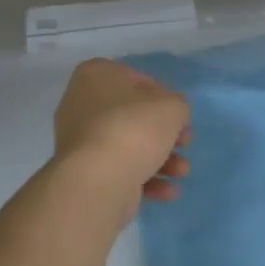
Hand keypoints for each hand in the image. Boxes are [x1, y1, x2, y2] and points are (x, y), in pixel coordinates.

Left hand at [53, 59, 190, 206]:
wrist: (99, 179)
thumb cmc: (134, 129)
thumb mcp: (172, 107)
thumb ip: (177, 105)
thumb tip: (172, 113)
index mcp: (95, 75)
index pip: (137, 79)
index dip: (164, 97)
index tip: (179, 116)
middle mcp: (81, 103)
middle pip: (133, 116)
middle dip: (164, 133)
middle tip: (185, 143)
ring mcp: (79, 140)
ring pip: (128, 145)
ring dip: (161, 158)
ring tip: (181, 171)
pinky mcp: (83, 172)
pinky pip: (118, 168)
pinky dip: (145, 178)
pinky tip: (168, 190)